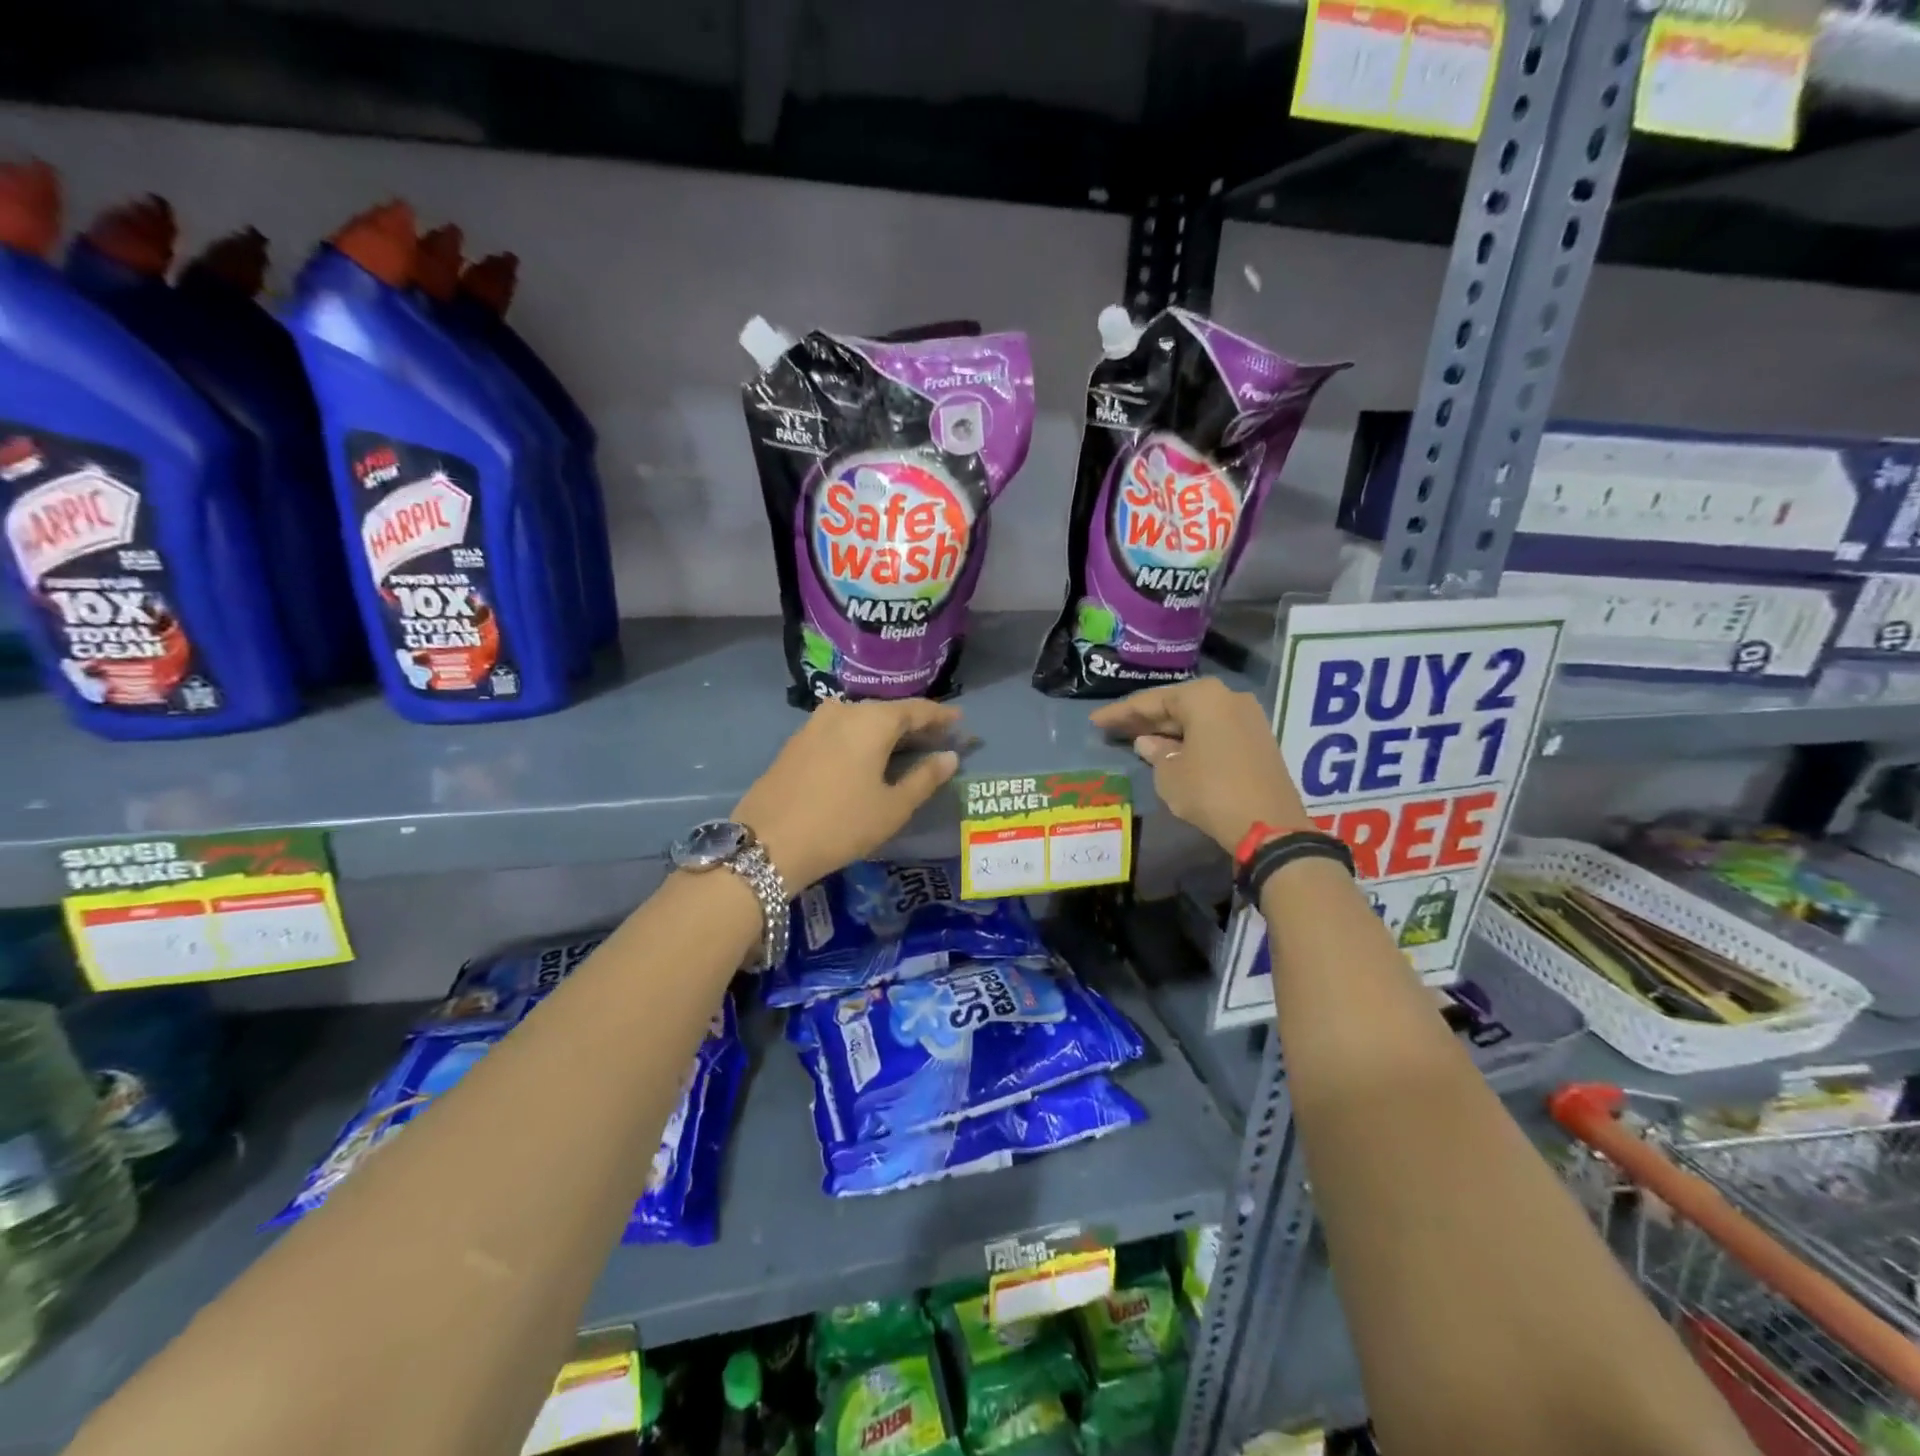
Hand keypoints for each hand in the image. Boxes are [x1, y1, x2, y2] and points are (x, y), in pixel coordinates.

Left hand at [734, 698, 961, 889]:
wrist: (768, 843)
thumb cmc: (841, 824)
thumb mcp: (892, 807)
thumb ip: (925, 778)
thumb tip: (949, 757)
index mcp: (872, 721)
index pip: (916, 709)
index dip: (941, 715)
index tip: (960, 721)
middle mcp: (843, 711)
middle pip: (888, 711)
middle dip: (914, 723)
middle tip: (937, 737)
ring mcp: (815, 724)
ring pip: (862, 719)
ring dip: (886, 731)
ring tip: (906, 747)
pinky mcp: (797, 741)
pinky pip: (841, 730)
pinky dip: (861, 738)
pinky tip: (868, 756)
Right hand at [1090, 678, 1310, 853]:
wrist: (1268, 825)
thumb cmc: (1210, 791)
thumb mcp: (1170, 774)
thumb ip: (1155, 752)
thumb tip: (1147, 742)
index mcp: (1203, 697)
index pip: (1151, 701)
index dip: (1120, 712)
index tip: (1096, 721)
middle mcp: (1227, 697)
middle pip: (1176, 705)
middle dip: (1144, 719)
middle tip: (1112, 728)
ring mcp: (1247, 717)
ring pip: (1196, 718)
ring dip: (1167, 729)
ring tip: (1136, 739)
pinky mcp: (1257, 739)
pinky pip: (1213, 730)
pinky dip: (1190, 738)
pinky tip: (1169, 749)